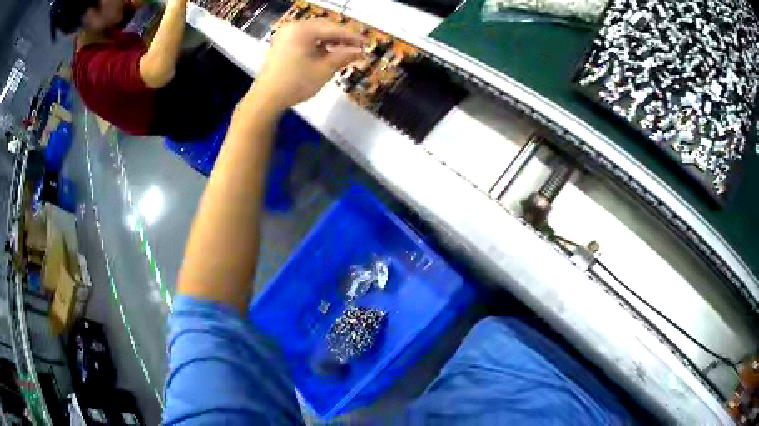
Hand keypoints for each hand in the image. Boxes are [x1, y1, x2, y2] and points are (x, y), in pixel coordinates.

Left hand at [251, 19, 364, 111]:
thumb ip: (343, 57)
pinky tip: (325, 54)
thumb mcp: (324, 70)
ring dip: (329, 41)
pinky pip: (304, 39)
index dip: (351, 37)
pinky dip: (316, 45)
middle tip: (355, 48)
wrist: (266, 99)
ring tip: (342, 52)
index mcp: (303, 30)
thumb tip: (360, 52)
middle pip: (323, 28)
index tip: (365, 44)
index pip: (333, 30)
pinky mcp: (281, 44)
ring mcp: (285, 35)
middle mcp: (293, 27)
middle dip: (340, 38)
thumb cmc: (295, 83)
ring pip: (313, 33)